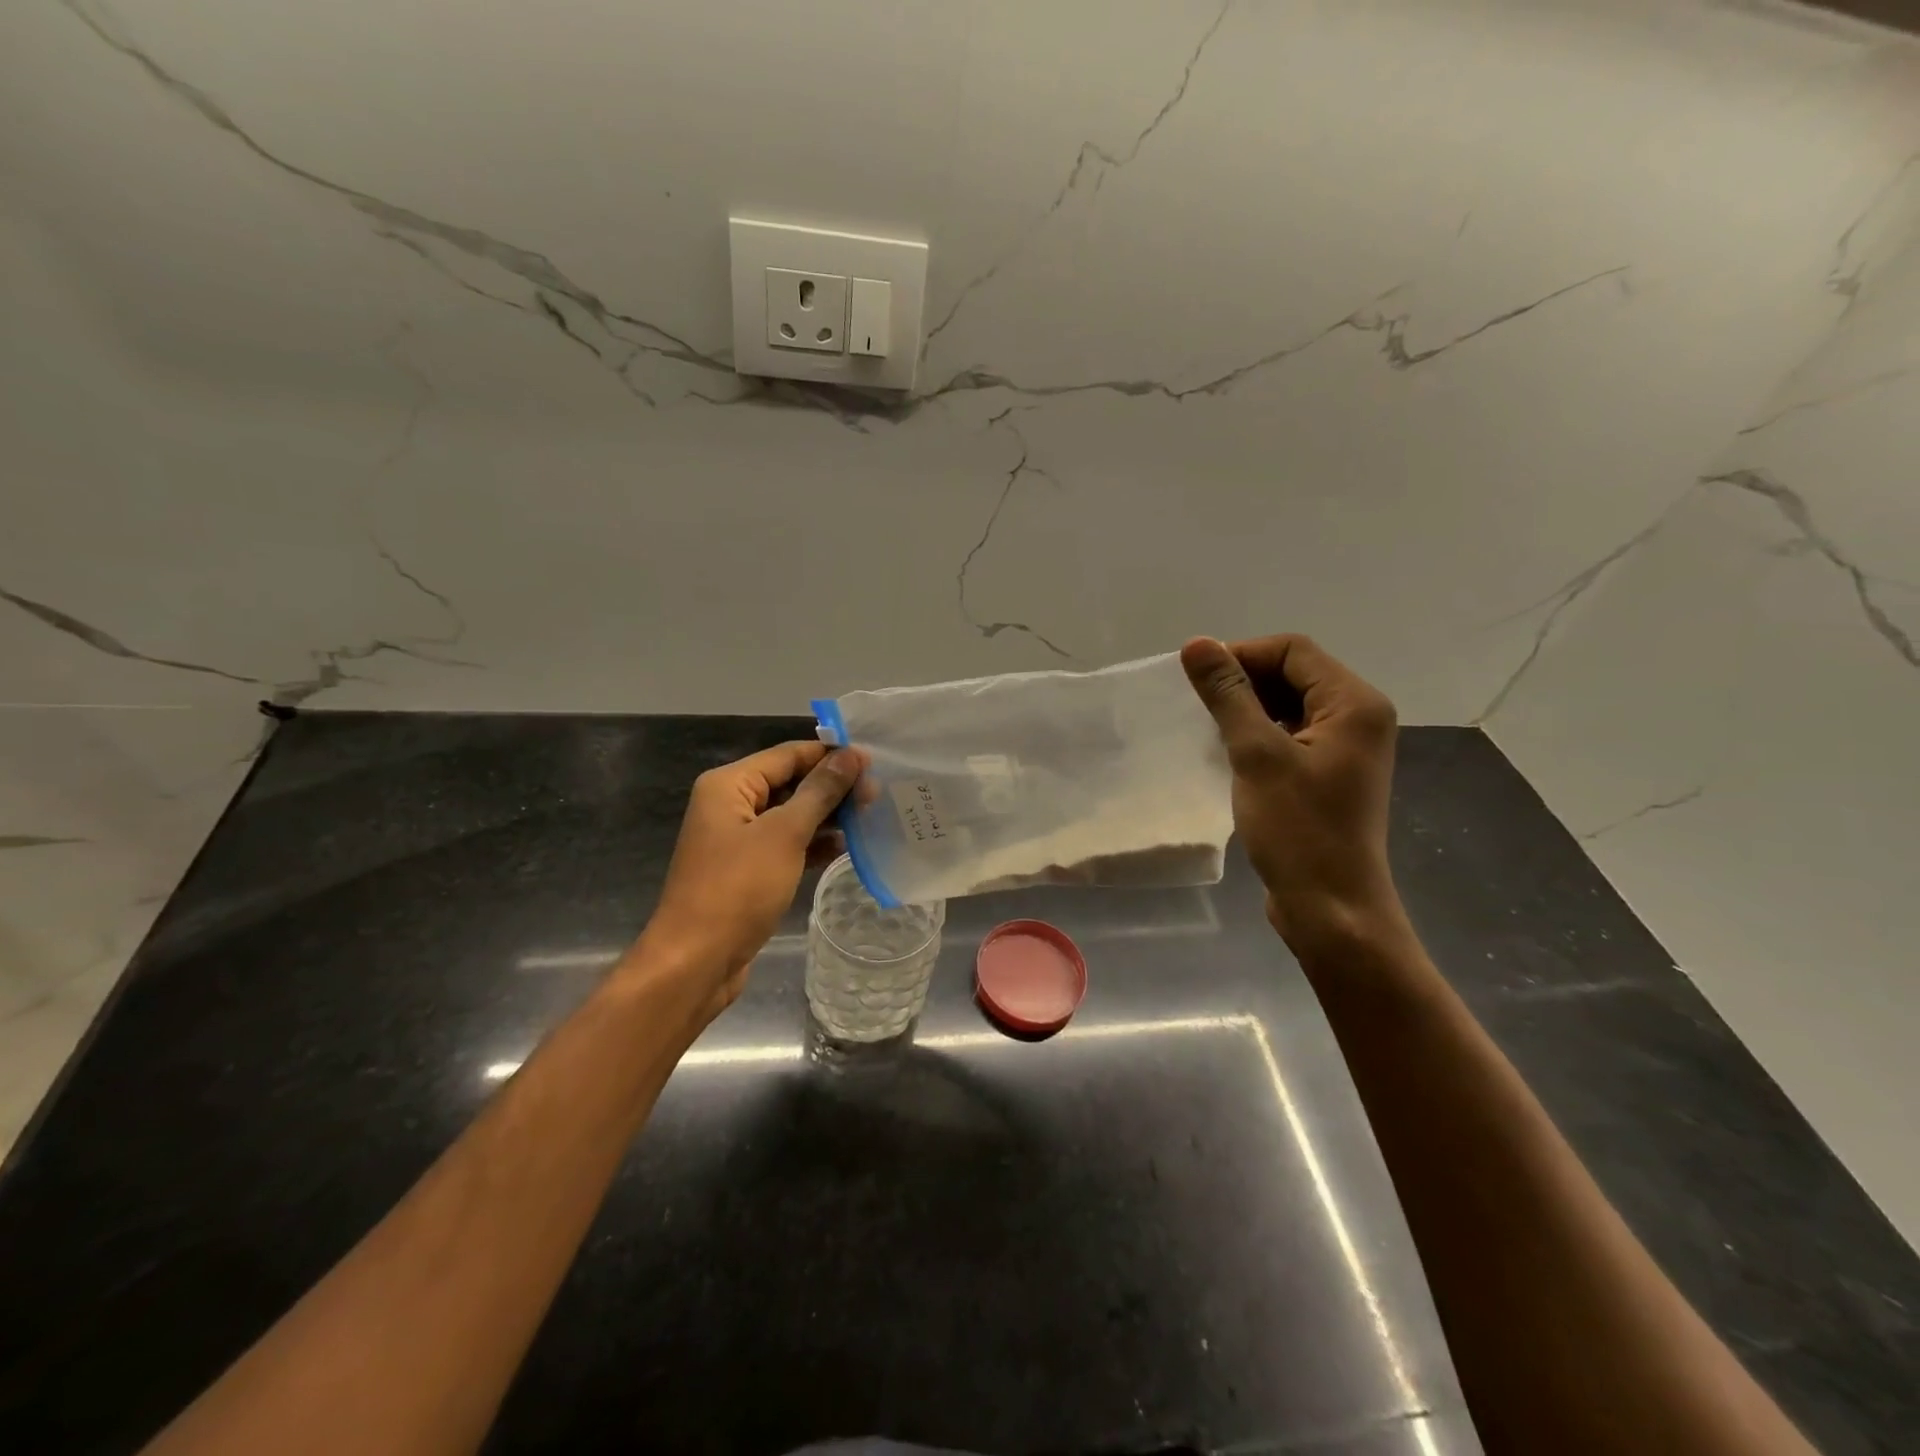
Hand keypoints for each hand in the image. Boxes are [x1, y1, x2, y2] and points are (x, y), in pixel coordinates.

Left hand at [628, 741, 863, 1022]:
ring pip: (791, 815)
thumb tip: (851, 756)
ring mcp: (739, 840)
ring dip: (827, 816)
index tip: (874, 761)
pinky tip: (846, 847)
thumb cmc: (737, 888)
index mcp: (729, 785)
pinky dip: (814, 843)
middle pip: (790, 782)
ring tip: (870, 817)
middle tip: (877, 794)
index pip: (788, 755)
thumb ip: (820, 792)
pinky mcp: (749, 870)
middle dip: (832, 787)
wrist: (696, 962)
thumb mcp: (784, 834)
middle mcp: (731, 805)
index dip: (830, 756)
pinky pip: (787, 844)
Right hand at [1181, 635, 1409, 955]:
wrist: (1331, 908)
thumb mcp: (1257, 755)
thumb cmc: (1298, 829)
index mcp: (1354, 703)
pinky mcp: (1330, 773)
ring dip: (1249, 708)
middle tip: (1200, 707)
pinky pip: (1292, 733)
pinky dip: (1260, 733)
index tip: (1197, 681)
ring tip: (1210, 730)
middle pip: (1294, 673)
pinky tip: (1230, 753)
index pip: (1292, 650)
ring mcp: (1346, 747)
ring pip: (1290, 704)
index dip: (1242, 655)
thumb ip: (1228, 695)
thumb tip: (1197, 644)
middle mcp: (1358, 716)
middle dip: (1244, 681)